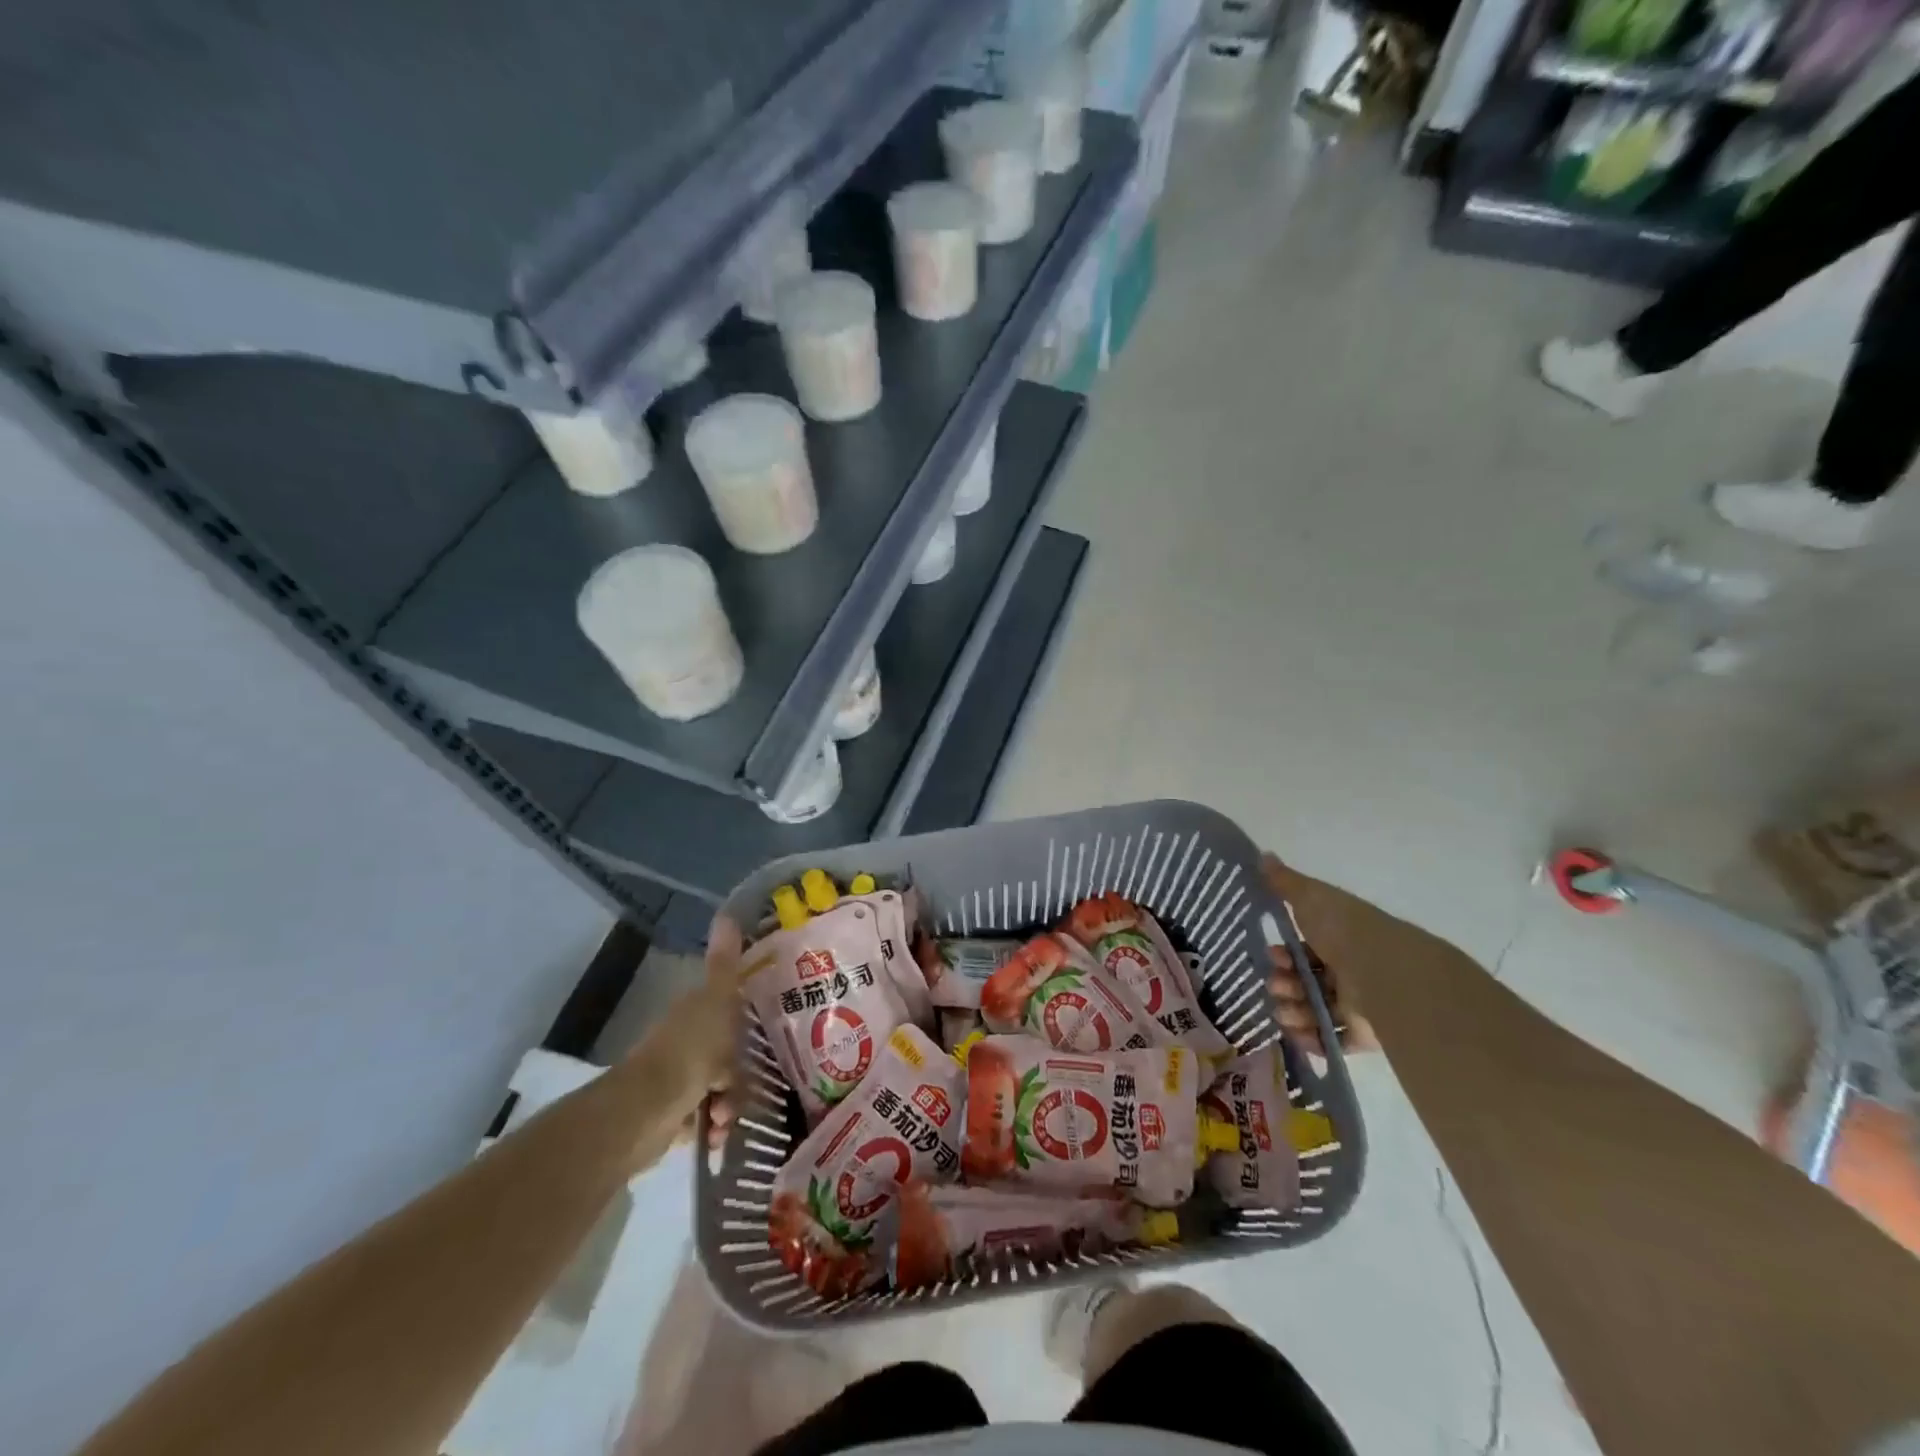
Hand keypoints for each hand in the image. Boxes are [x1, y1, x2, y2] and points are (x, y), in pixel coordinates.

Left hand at [677, 916, 745, 1151]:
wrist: (645, 1110)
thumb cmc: (689, 1050)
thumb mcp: (716, 1001)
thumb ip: (725, 964)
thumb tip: (725, 913)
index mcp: (694, 1013)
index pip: (729, 1013)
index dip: (746, 1027)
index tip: (763, 1042)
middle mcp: (684, 1043)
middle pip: (728, 1056)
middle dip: (740, 1076)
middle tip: (739, 1088)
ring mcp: (676, 1080)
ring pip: (720, 1088)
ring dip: (730, 1105)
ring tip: (724, 1118)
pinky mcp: (671, 1115)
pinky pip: (704, 1119)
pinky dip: (713, 1128)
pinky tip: (714, 1136)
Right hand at [1262, 853, 1380, 1055]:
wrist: (1385, 972)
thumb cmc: (1344, 930)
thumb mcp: (1309, 897)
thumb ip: (1284, 882)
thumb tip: (1262, 854)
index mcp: (1339, 940)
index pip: (1305, 950)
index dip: (1284, 955)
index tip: (1272, 955)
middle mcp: (1349, 971)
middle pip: (1306, 981)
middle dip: (1283, 984)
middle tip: (1276, 986)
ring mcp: (1358, 1004)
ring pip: (1315, 1010)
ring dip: (1293, 1012)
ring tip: (1285, 1014)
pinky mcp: (1365, 1035)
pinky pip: (1333, 1041)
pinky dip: (1313, 1040)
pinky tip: (1298, 1035)